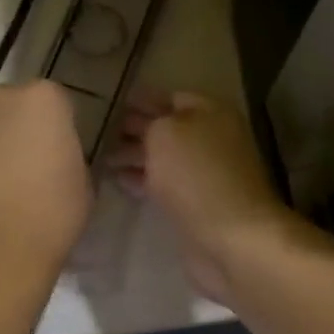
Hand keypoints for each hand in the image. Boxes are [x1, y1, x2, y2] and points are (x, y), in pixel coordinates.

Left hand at [0, 80, 91, 272]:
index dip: (62, 130)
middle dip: (23, 130)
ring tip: (1, 189)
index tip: (64, 156)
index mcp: (43, 99)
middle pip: (16, 107)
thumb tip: (59, 164)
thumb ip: (71, 160)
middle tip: (33, 168)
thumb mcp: (84, 185)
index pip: (58, 103)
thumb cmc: (50, 213)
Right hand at [107, 90, 307, 304]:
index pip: (172, 96)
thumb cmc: (196, 174)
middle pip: (169, 128)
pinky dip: (142, 180)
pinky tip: (119, 180)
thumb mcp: (165, 133)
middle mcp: (212, 139)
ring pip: (165, 157)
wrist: (231, 237)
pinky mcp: (197, 203)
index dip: (143, 99)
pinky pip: (165, 183)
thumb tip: (143, 127)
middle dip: (137, 128)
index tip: (113, 102)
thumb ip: (150, 123)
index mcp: (211, 112)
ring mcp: (206, 173)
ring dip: (136, 155)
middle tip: (102, 130)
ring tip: (103, 156)